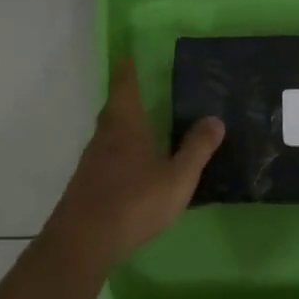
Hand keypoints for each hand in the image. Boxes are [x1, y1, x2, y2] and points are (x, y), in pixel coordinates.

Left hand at [48, 59, 225, 262]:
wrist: (83, 242)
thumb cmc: (134, 202)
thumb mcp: (178, 177)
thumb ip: (197, 148)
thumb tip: (215, 119)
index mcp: (126, 127)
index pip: (125, 88)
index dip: (128, 71)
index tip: (129, 56)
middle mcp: (104, 138)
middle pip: (113, 109)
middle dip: (125, 98)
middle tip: (141, 90)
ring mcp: (91, 163)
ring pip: (107, 135)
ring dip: (122, 127)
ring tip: (142, 127)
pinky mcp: (86, 185)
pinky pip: (105, 158)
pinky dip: (118, 153)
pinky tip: (131, 168)